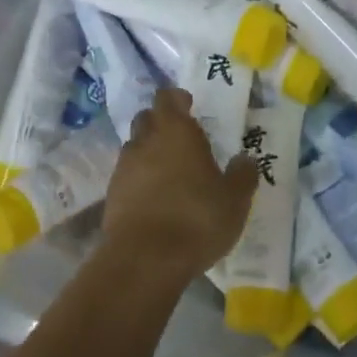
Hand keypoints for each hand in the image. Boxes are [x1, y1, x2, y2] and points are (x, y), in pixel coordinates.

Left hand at [104, 88, 259, 281]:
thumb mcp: (234, 199)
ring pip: (135, 147)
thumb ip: (242, 175)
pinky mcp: (111, 195)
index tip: (189, 105)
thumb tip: (245, 159)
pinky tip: (155, 198)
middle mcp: (145, 141)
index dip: (177, 99)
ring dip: (149, 152)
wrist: (145, 259)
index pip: (168, 98)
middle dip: (161, 122)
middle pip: (147, 118)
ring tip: (169, 171)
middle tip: (181, 138)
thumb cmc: (196, 218)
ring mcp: (124, 168)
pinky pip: (127, 176)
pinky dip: (139, 180)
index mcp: (176, 131)